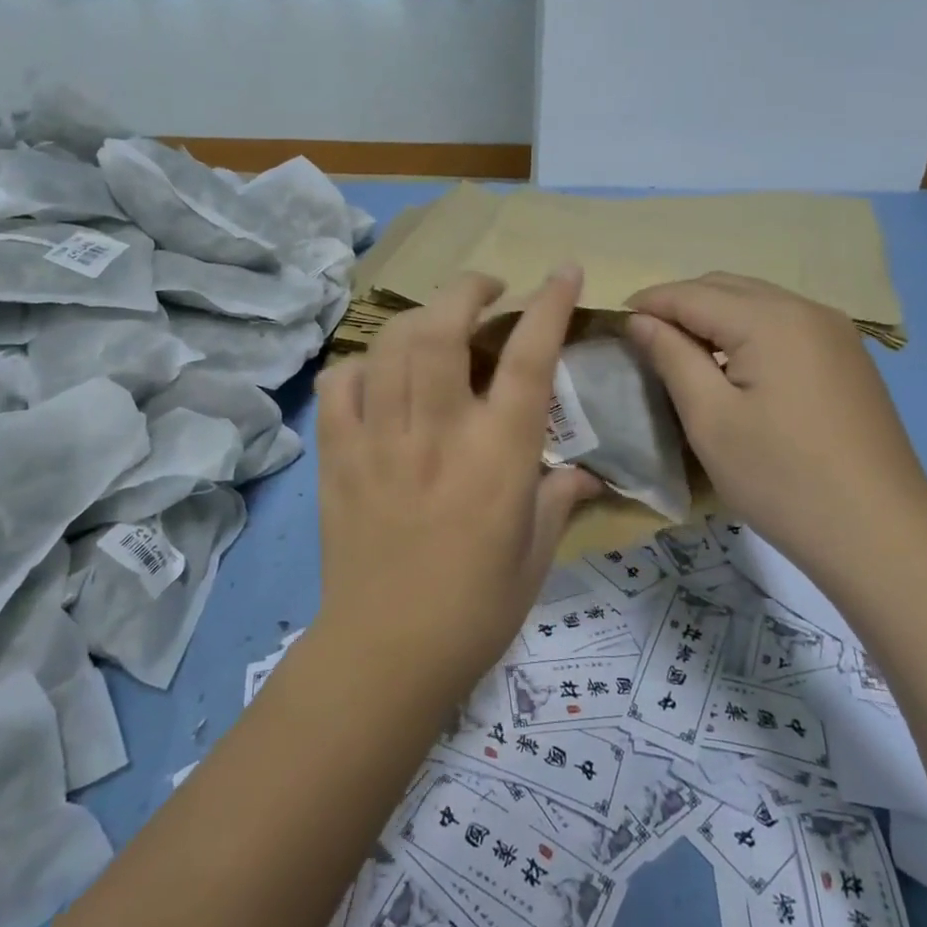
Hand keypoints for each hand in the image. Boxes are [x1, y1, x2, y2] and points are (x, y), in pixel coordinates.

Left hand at [313, 268, 600, 704]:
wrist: (384, 655)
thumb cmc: (475, 609)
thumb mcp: (535, 554)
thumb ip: (560, 500)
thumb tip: (588, 475)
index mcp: (497, 455)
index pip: (528, 358)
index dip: (549, 304)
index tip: (564, 270)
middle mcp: (437, 431)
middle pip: (444, 328)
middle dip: (468, 288)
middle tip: (488, 288)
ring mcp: (379, 439)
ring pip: (392, 345)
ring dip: (421, 317)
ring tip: (438, 323)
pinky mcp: (338, 456)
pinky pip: (340, 385)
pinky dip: (361, 365)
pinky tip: (378, 375)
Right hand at [626, 273, 926, 562]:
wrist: (880, 534)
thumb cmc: (781, 478)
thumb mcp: (710, 419)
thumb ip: (672, 357)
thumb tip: (640, 320)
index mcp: (769, 319)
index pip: (692, 293)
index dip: (650, 303)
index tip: (615, 320)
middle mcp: (805, 309)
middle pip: (726, 287)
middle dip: (681, 303)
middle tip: (646, 337)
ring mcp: (835, 331)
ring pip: (757, 301)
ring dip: (715, 314)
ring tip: (683, 350)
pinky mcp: (848, 357)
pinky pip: (785, 322)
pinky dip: (749, 329)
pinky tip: (736, 364)